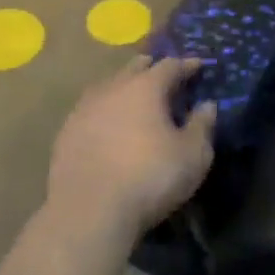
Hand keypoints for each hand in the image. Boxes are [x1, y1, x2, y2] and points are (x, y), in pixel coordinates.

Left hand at [48, 57, 215, 248]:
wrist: (89, 210)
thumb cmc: (149, 178)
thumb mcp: (192, 155)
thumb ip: (202, 126)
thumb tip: (207, 105)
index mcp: (146, 87)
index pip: (170, 66)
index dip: (186, 65)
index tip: (197, 65)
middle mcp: (113, 88)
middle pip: (134, 68)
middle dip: (150, 66)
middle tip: (162, 70)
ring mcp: (85, 108)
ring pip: (108, 86)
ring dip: (124, 85)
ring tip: (133, 93)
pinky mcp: (66, 132)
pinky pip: (90, 109)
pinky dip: (104, 109)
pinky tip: (106, 121)